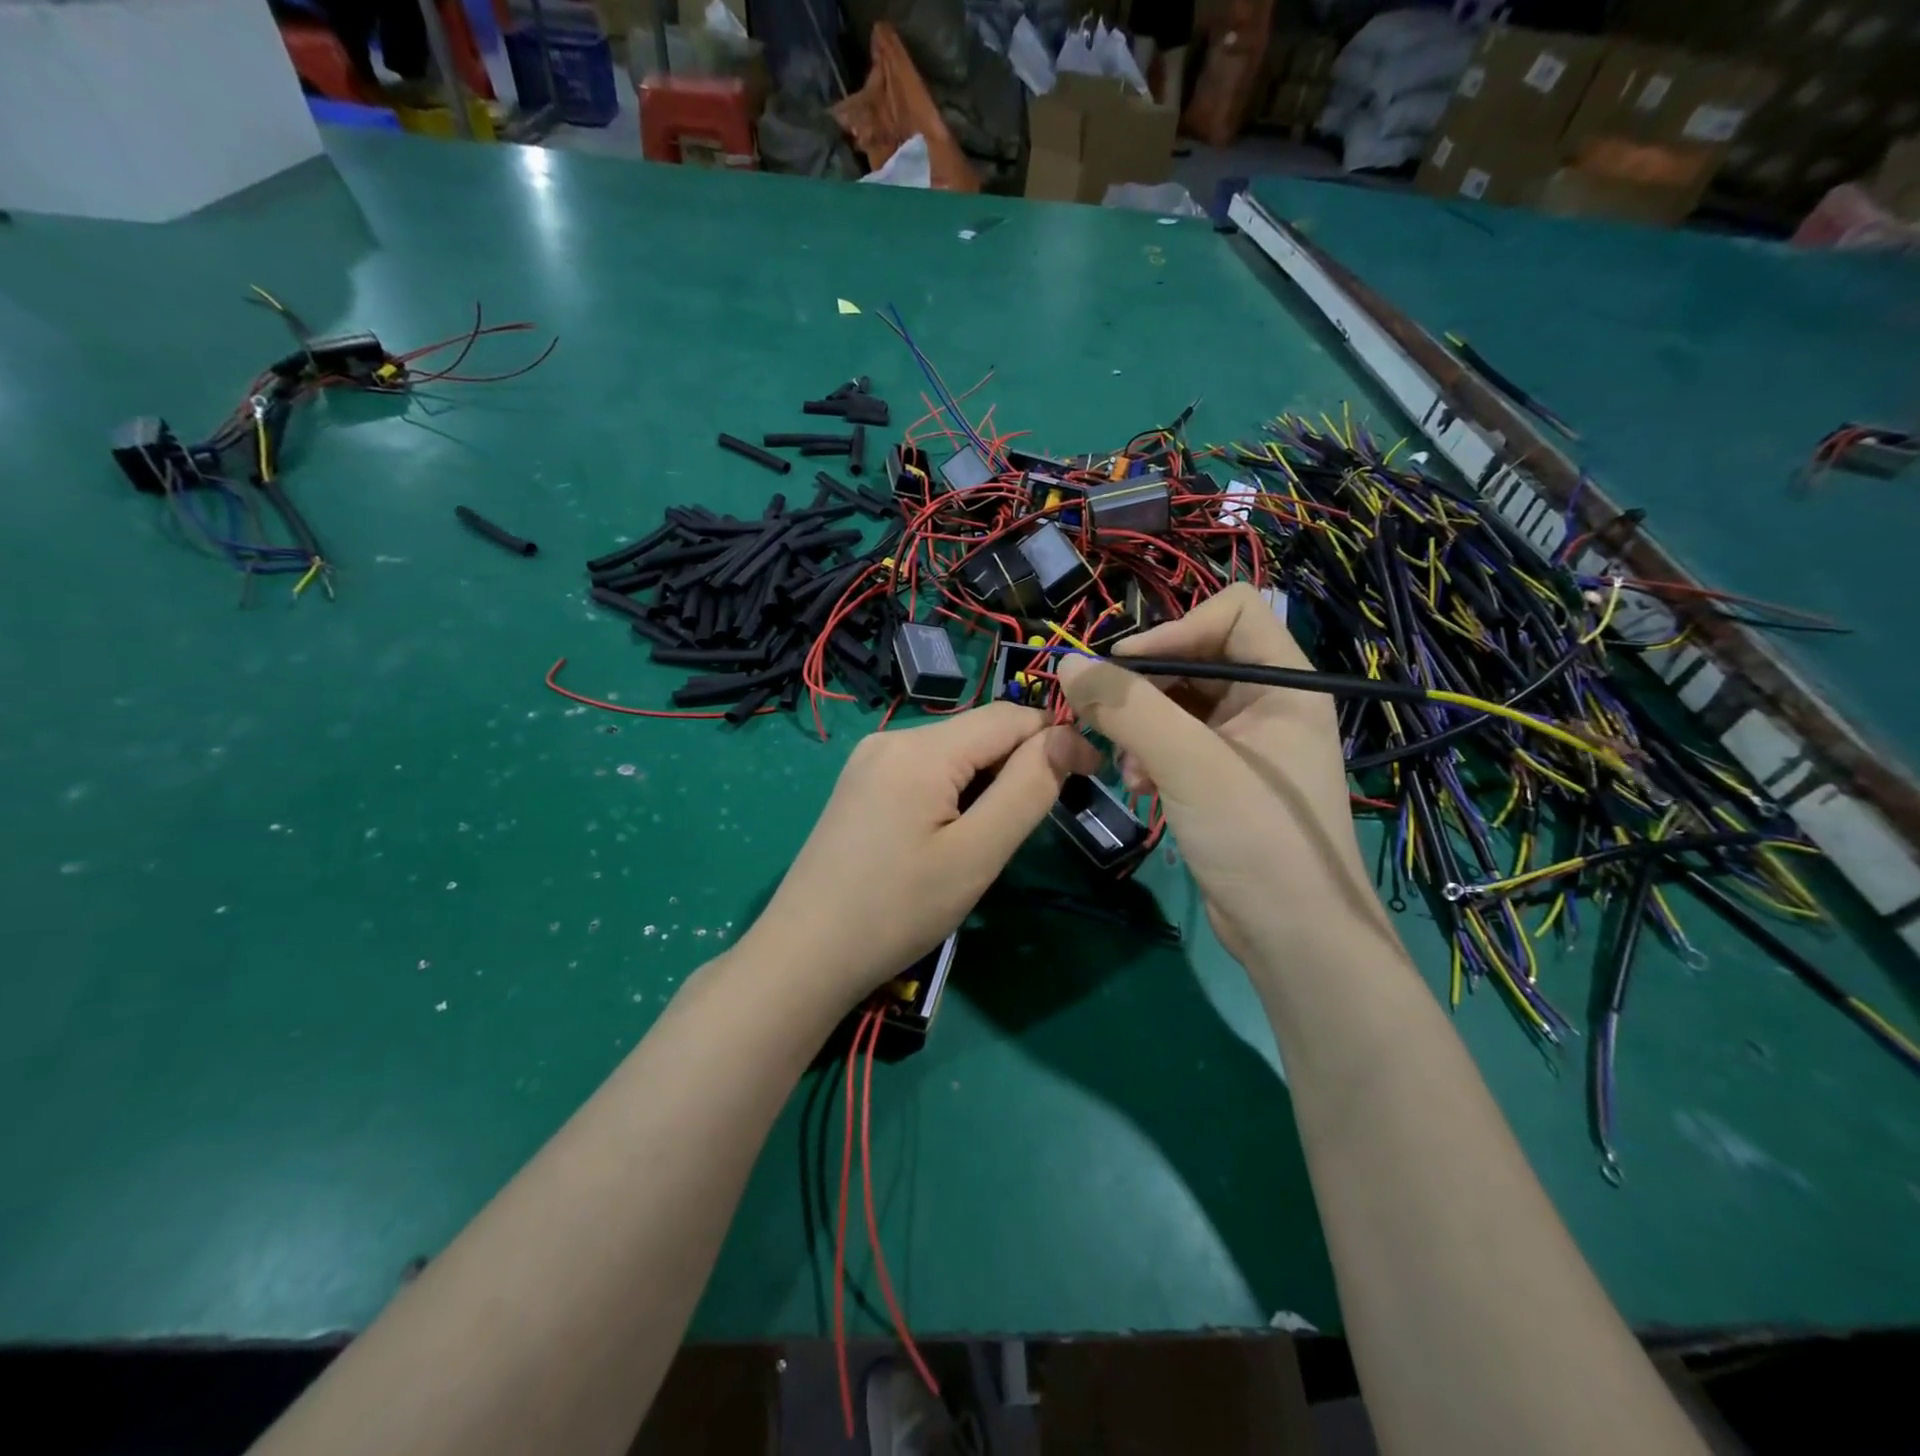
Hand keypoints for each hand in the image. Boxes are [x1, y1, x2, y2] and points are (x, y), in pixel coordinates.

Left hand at [744, 702, 1098, 1007]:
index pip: (1009, 717)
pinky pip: (924, 770)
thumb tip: (1067, 738)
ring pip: (953, 752)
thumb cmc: (898, 910)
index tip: (1091, 776)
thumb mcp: (976, 854)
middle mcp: (891, 737)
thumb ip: (1027, 789)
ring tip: (986, 839)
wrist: (805, 955)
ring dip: (987, 780)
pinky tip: (948, 835)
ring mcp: (869, 760)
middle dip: (1019, 764)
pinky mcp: (859, 786)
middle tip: (1033, 824)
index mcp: (920, 748)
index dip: (1056, 738)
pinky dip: (954, 791)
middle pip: (979, 732)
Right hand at [1056, 584, 1388, 966]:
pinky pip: (1176, 745)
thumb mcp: (1189, 763)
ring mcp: (1246, 745)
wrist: (1294, 938)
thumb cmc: (1256, 838)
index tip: (1125, 670)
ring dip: (1141, 728)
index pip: (1230, 612)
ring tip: (1128, 768)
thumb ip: (1128, 707)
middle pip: (1195, 659)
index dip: (1175, 630)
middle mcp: (1269, 704)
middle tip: (1106, 720)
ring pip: (1178, 705)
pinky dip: (1150, 757)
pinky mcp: (1224, 781)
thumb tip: (1068, 663)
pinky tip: (1139, 788)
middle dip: (1146, 690)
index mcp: (1285, 683)